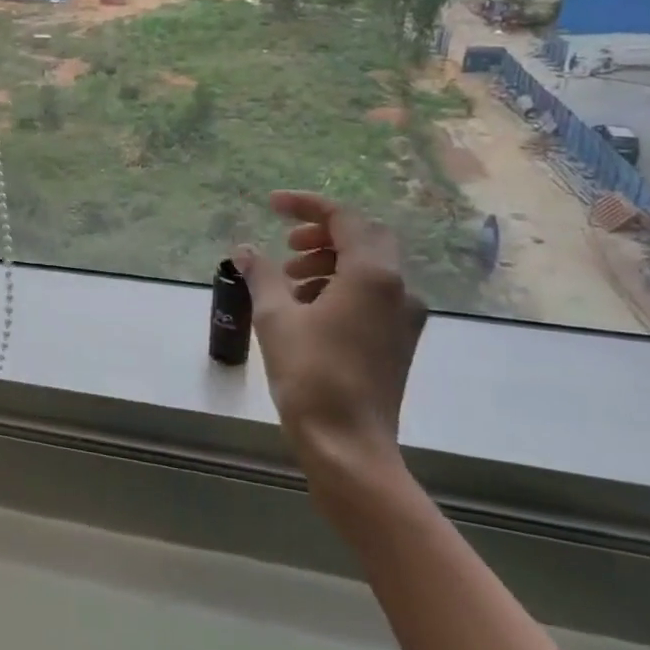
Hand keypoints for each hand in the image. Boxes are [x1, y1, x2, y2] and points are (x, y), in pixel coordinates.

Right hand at [234, 192, 427, 509]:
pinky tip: (307, 309)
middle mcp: (398, 288)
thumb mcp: (275, 317)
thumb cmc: (310, 374)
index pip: (344, 218)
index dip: (306, 205)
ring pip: (370, 267)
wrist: (349, 444)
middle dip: (323, 234)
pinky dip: (341, 287)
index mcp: (372, 274)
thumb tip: (244, 250)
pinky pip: (373, 295)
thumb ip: (261, 275)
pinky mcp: (399, 341)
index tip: (272, 205)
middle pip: (365, 238)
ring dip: (330, 261)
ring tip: (289, 280)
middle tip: (286, 246)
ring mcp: (404, 317)